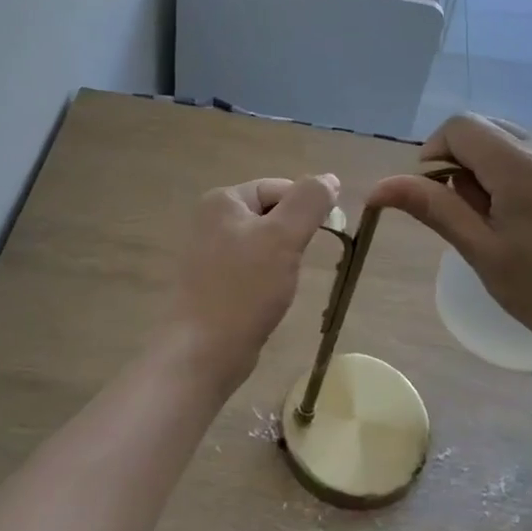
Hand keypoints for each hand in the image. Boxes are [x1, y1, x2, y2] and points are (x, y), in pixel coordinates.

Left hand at [162, 174, 339, 392]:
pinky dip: (265, 279)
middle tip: (298, 264)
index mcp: (223, 200)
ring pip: (263, 243)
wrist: (202, 352)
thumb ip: (309, 202)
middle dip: (293, 236)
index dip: (306, 209)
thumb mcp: (283, 237)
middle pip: (271, 214)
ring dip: (281, 259)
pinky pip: (250, 268)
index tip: (322, 238)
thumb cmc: (244, 289)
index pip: (279, 188)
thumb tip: (329, 178)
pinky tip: (267, 299)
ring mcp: (207, 252)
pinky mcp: (211, 282)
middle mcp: (210, 219)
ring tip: (282, 285)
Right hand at [368, 115, 531, 368]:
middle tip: (469, 213)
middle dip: (461, 161)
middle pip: (483, 128)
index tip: (437, 195)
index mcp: (523, 166)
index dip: (435, 152)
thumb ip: (432, 207)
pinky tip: (526, 215)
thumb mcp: (481, 251)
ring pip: (507, 138)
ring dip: (487, 166)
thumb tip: (378, 187)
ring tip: (499, 218)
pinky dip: (514, 170)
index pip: (460, 127)